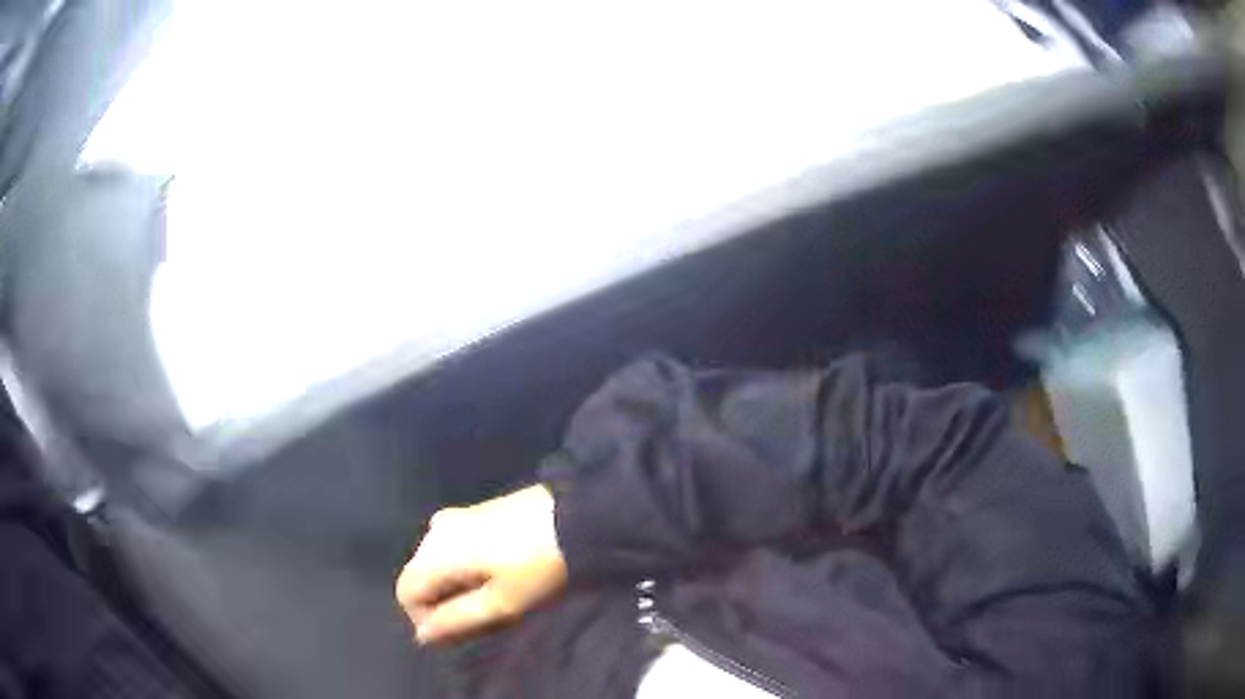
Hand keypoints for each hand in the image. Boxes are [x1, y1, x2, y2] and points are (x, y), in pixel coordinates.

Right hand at [396, 484, 567, 644]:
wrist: (577, 515)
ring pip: (437, 564)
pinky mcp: (474, 512)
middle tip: (485, 615)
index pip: (405, 593)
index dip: (426, 619)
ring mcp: (454, 517)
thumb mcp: (501, 604)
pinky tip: (498, 572)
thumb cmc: (537, 566)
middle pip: (419, 577)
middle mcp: (434, 531)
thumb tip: (421, 635)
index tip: (463, 628)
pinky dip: (465, 568)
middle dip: (443, 603)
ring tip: (495, 595)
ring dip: (456, 586)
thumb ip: (456, 621)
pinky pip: (453, 548)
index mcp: (435, 552)